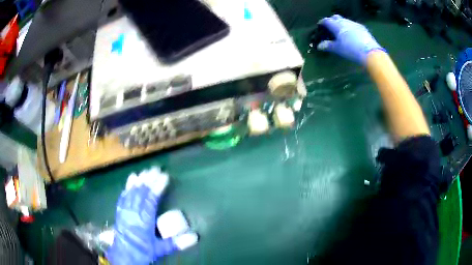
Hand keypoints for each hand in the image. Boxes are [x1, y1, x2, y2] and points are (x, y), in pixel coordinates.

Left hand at [107, 168, 197, 264]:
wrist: (123, 256)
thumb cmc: (142, 252)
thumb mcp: (160, 249)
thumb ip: (176, 243)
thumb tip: (195, 236)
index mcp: (143, 221)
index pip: (150, 200)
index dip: (157, 187)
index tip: (164, 176)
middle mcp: (133, 213)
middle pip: (140, 193)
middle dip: (148, 180)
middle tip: (155, 168)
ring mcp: (124, 212)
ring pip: (131, 193)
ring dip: (138, 181)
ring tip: (143, 171)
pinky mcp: (119, 213)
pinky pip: (123, 197)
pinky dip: (127, 188)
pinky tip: (129, 182)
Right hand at [317, 15, 384, 64]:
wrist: (369, 52)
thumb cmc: (350, 50)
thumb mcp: (338, 49)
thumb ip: (328, 46)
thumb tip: (319, 46)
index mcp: (336, 25)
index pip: (326, 20)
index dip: (322, 22)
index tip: (320, 26)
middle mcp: (344, 22)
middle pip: (336, 17)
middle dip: (332, 20)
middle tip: (331, 27)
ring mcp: (354, 23)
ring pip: (345, 20)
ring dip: (342, 24)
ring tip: (342, 31)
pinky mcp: (362, 28)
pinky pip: (353, 25)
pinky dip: (350, 28)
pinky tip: (352, 35)